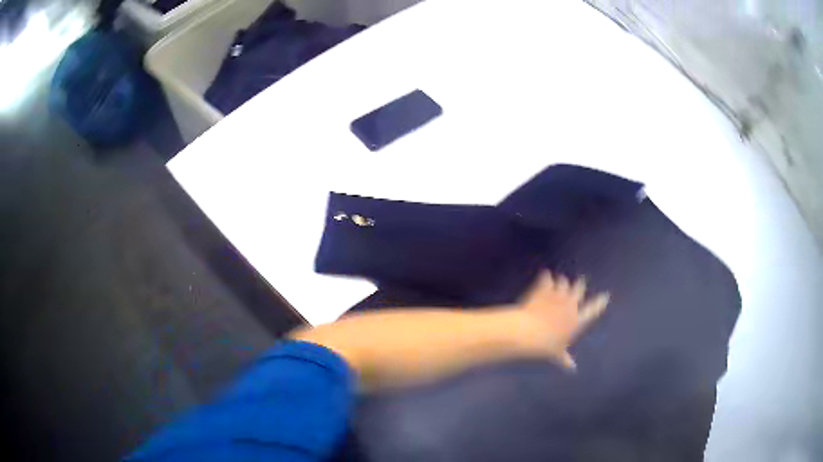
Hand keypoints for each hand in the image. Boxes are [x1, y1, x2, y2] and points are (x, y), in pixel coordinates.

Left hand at [517, 271, 609, 369]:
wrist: (528, 332)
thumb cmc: (544, 346)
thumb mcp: (556, 353)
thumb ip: (564, 358)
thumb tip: (572, 368)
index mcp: (576, 321)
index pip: (593, 309)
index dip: (600, 302)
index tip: (605, 296)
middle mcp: (570, 305)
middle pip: (579, 289)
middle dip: (579, 285)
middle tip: (581, 281)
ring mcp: (557, 295)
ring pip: (564, 282)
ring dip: (562, 282)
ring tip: (560, 280)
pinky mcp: (544, 289)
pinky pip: (547, 279)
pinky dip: (546, 278)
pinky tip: (545, 275)